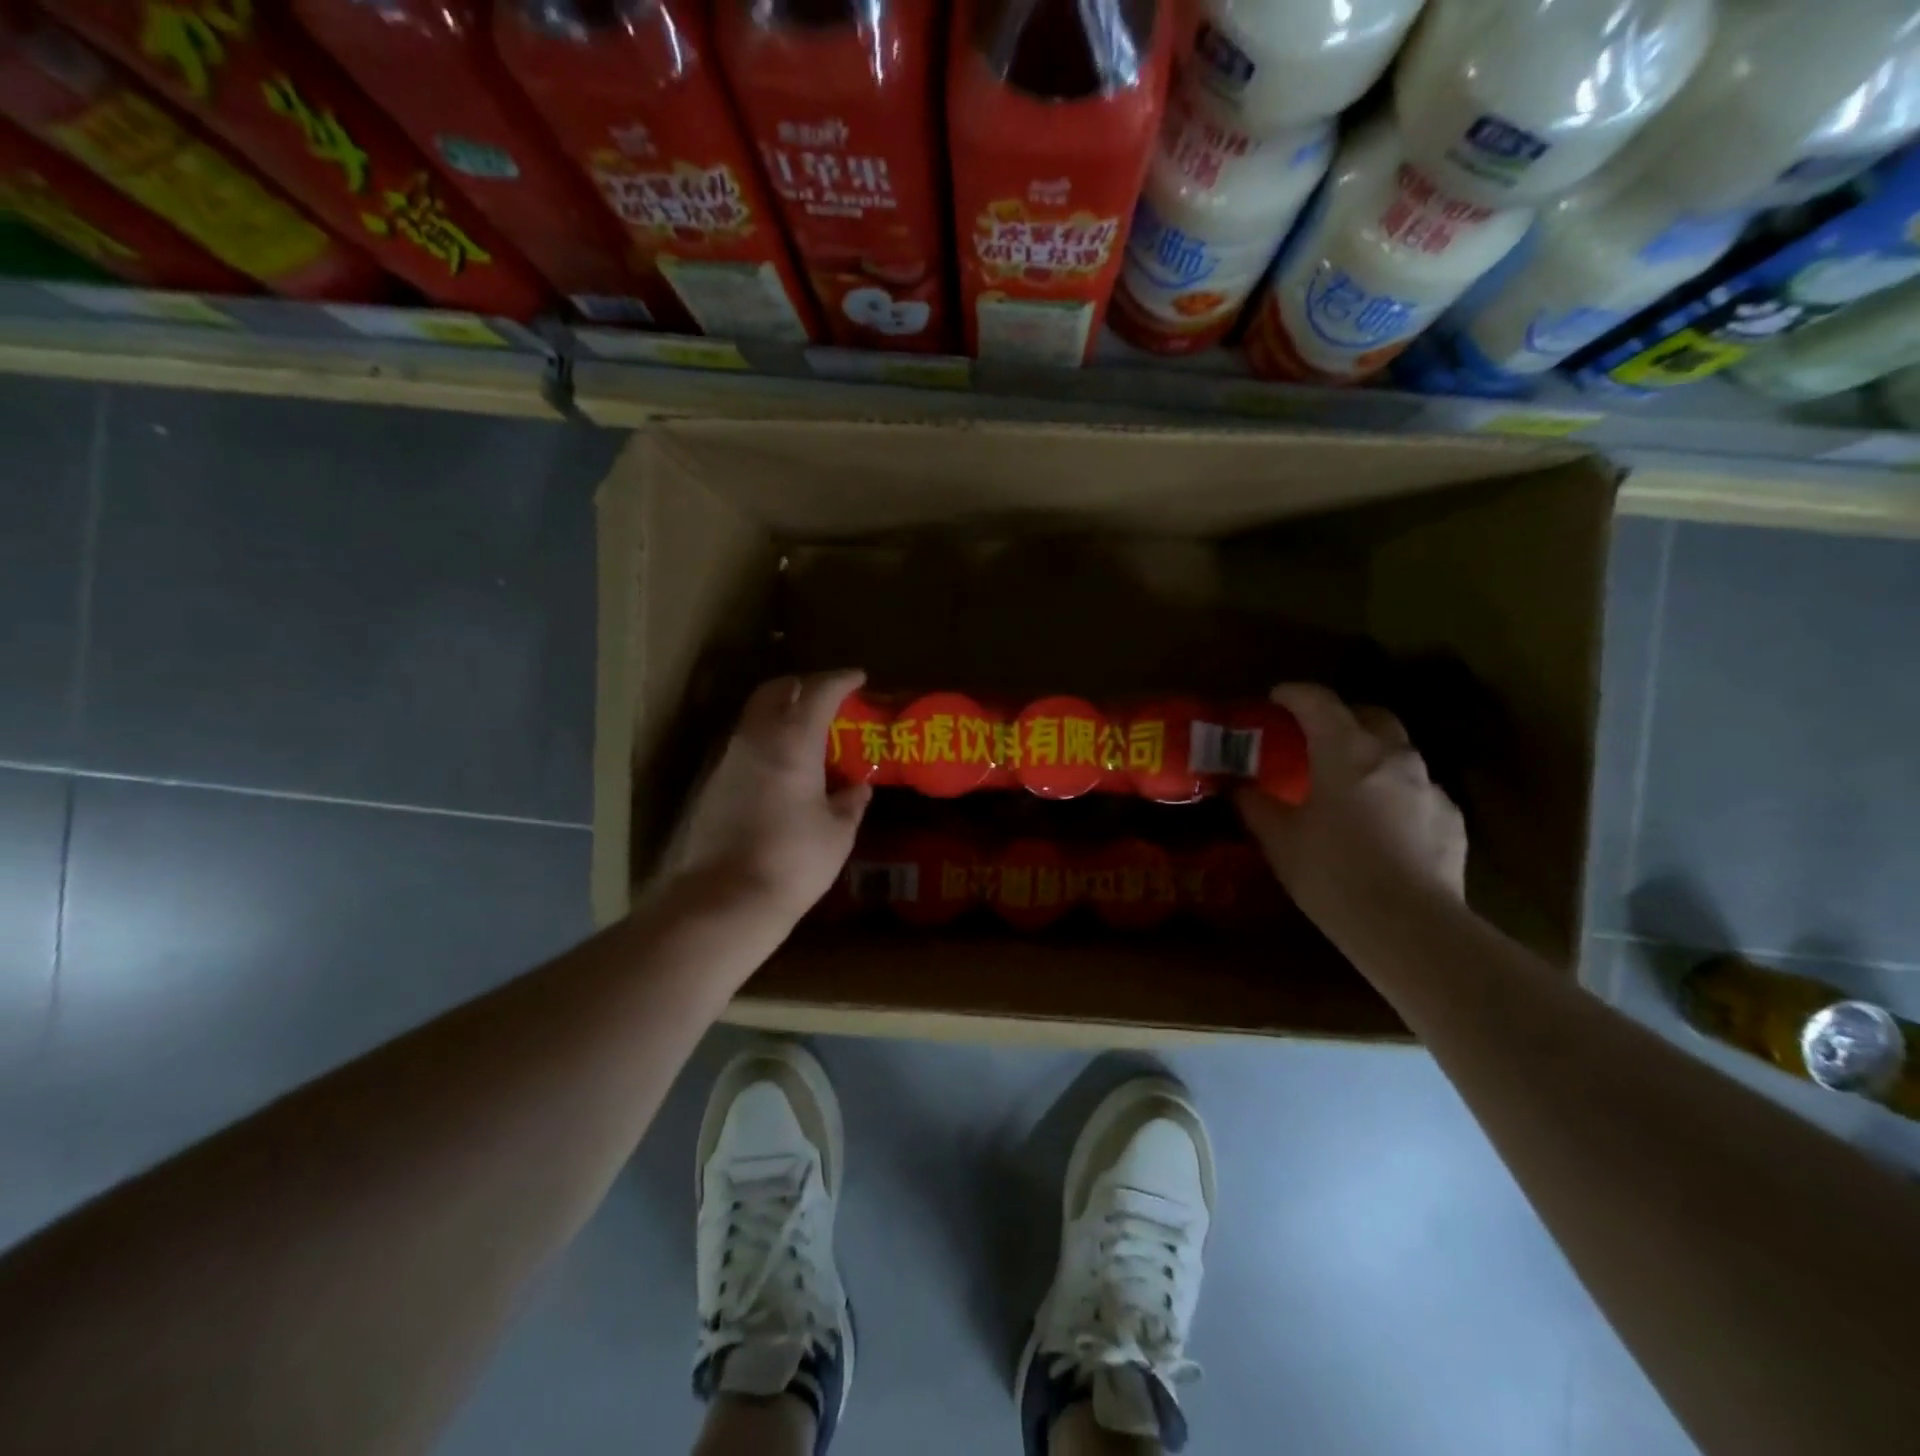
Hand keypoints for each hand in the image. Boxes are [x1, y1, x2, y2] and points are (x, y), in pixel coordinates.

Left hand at [673, 670, 871, 927]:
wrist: (725, 899)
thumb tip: (858, 788)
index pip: (817, 692)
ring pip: (755, 717)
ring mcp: (729, 761)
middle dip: (802, 686)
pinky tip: (784, 769)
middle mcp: (756, 740)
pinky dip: (767, 742)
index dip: (840, 680)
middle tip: (828, 699)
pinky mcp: (713, 786)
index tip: (858, 678)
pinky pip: (745, 746)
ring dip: (782, 714)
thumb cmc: (793, 860)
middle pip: (775, 691)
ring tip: (809, 734)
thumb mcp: (837, 833)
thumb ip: (850, 803)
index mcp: (792, 742)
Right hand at [1235, 683, 1466, 930]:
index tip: (1275, 699)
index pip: (1317, 700)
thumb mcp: (1279, 840)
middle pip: (1368, 714)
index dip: (1292, 694)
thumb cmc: (1333, 874)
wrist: (1410, 928)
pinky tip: (1381, 825)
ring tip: (1348, 784)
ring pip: (1398, 751)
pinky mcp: (1451, 818)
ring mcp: (1429, 786)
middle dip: (1340, 716)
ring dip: (1370, 754)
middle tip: (1314, 738)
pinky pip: (1418, 790)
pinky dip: (1395, 792)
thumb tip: (1238, 786)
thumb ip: (1255, 805)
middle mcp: (1393, 756)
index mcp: (1345, 751)